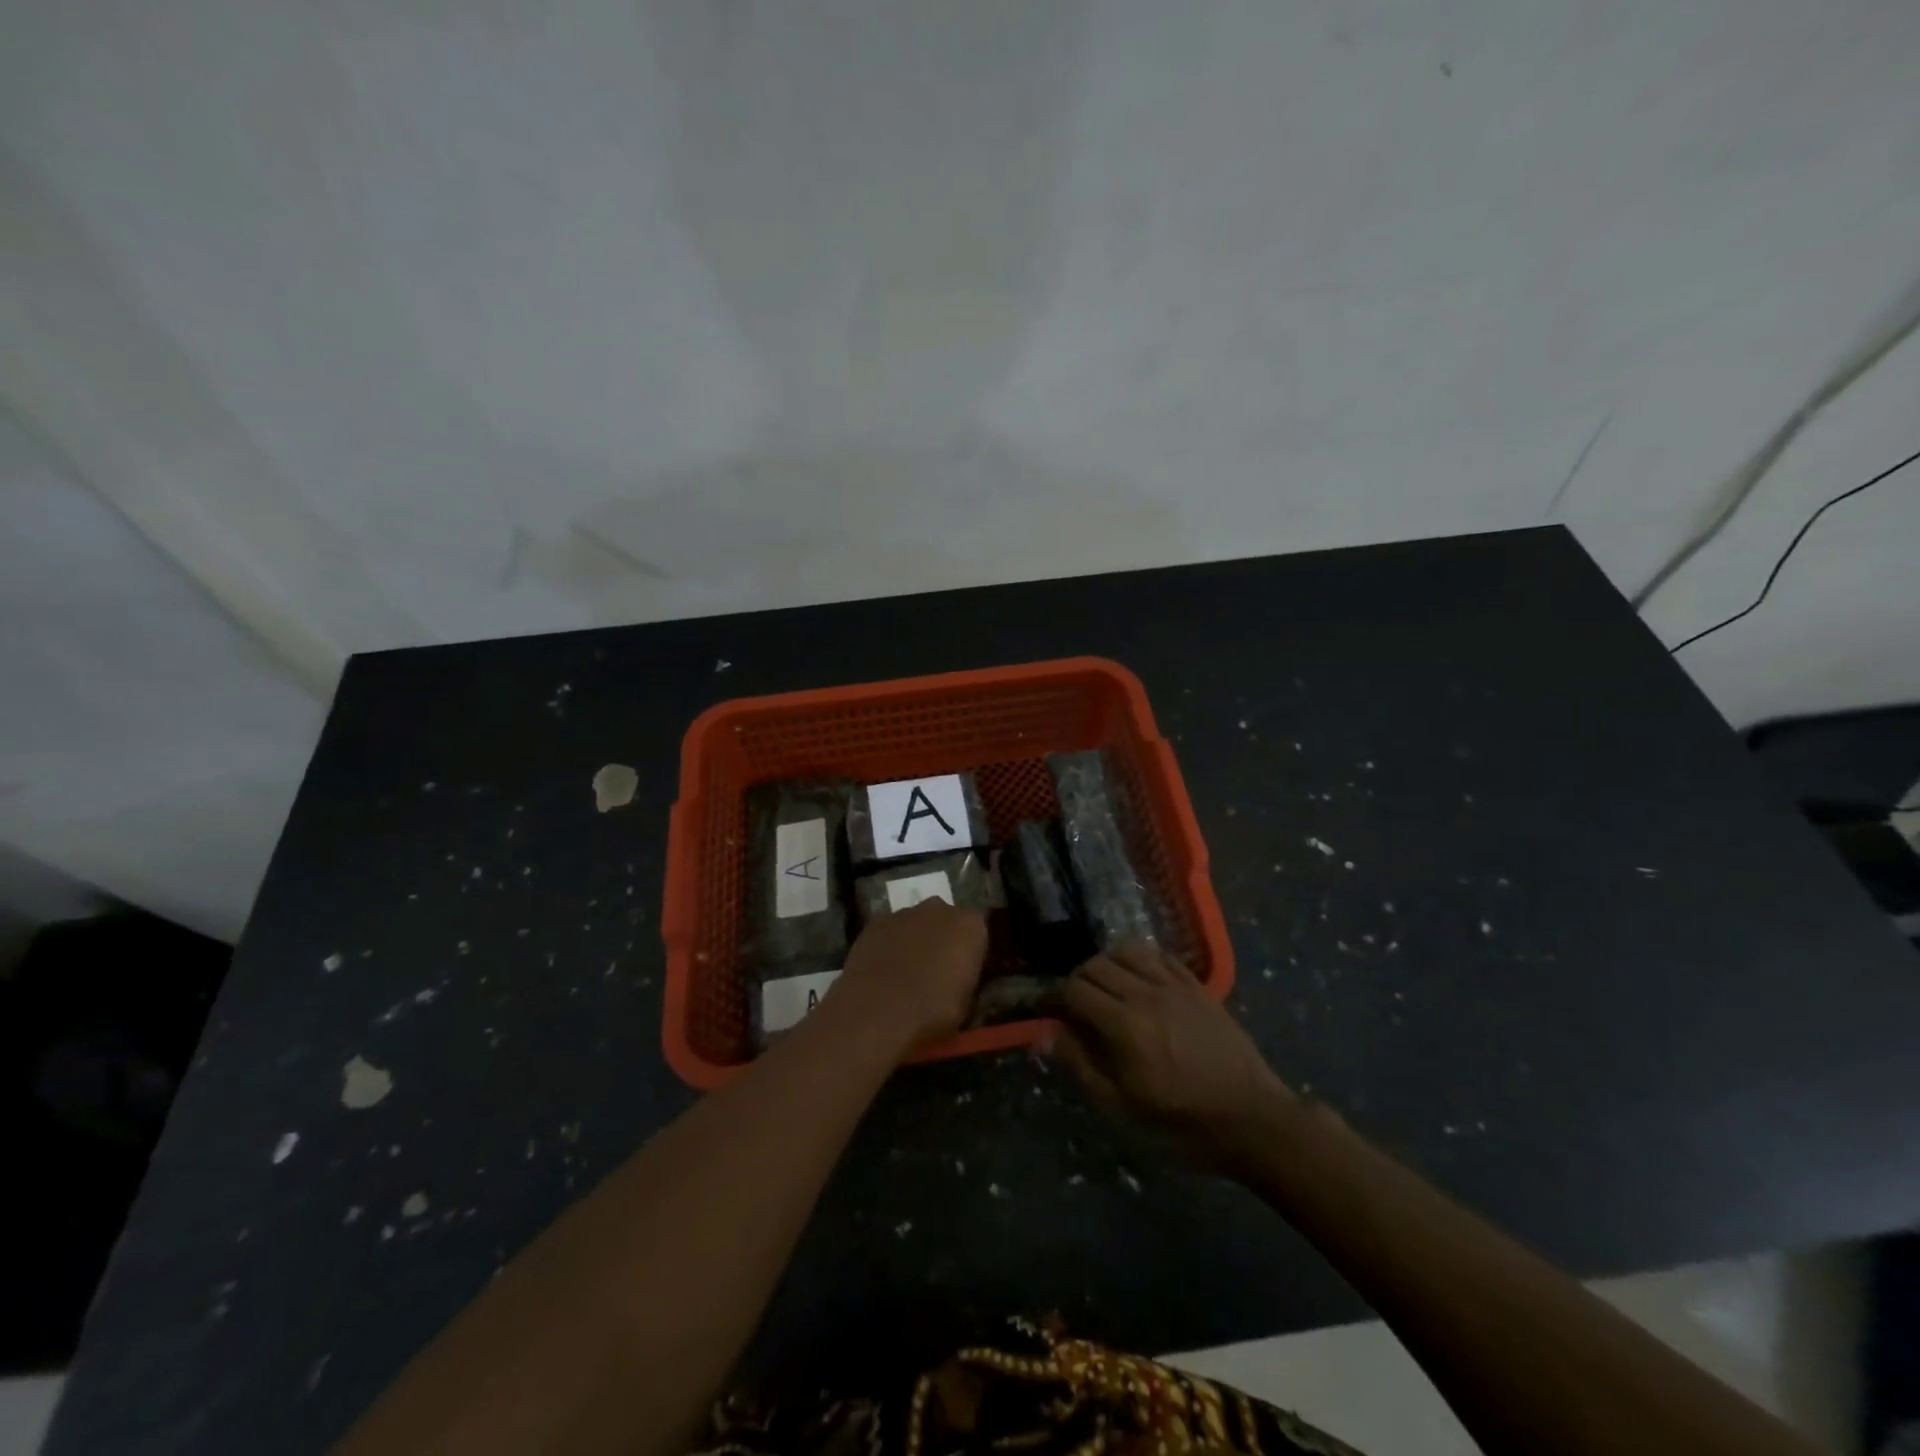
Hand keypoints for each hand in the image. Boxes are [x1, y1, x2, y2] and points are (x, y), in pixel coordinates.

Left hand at [827, 900, 988, 1052]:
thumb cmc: (933, 1011)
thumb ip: (966, 980)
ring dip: (915, 940)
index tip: (964, 973)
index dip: (971, 953)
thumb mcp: (966, 1004)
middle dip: (943, 939)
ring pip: (916, 923)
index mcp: (970, 925)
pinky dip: (889, 945)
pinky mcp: (874, 923)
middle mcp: (939, 909)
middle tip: (937, 971)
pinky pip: (890, 932)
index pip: (978, 931)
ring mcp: (903, 913)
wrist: (877, 1012)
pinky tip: (883, 971)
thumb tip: (958, 980)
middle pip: (946, 920)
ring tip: (906, 974)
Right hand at [1053, 942, 1293, 1169]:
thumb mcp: (1123, 1109)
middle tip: (1080, 1007)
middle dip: (1079, 981)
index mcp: (1124, 1025)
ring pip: (1128, 950)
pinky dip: (1143, 961)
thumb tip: (1048, 1033)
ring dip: (1109, 964)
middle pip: (1097, 965)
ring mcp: (1176, 985)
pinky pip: (1161, 956)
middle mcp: (1146, 994)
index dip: (1058, 999)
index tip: (1056, 1016)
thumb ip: (1082, 1066)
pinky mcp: (1198, 986)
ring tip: (1109, 990)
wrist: (1253, 1119)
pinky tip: (1142, 982)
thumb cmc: (1183, 1123)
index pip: (1075, 990)